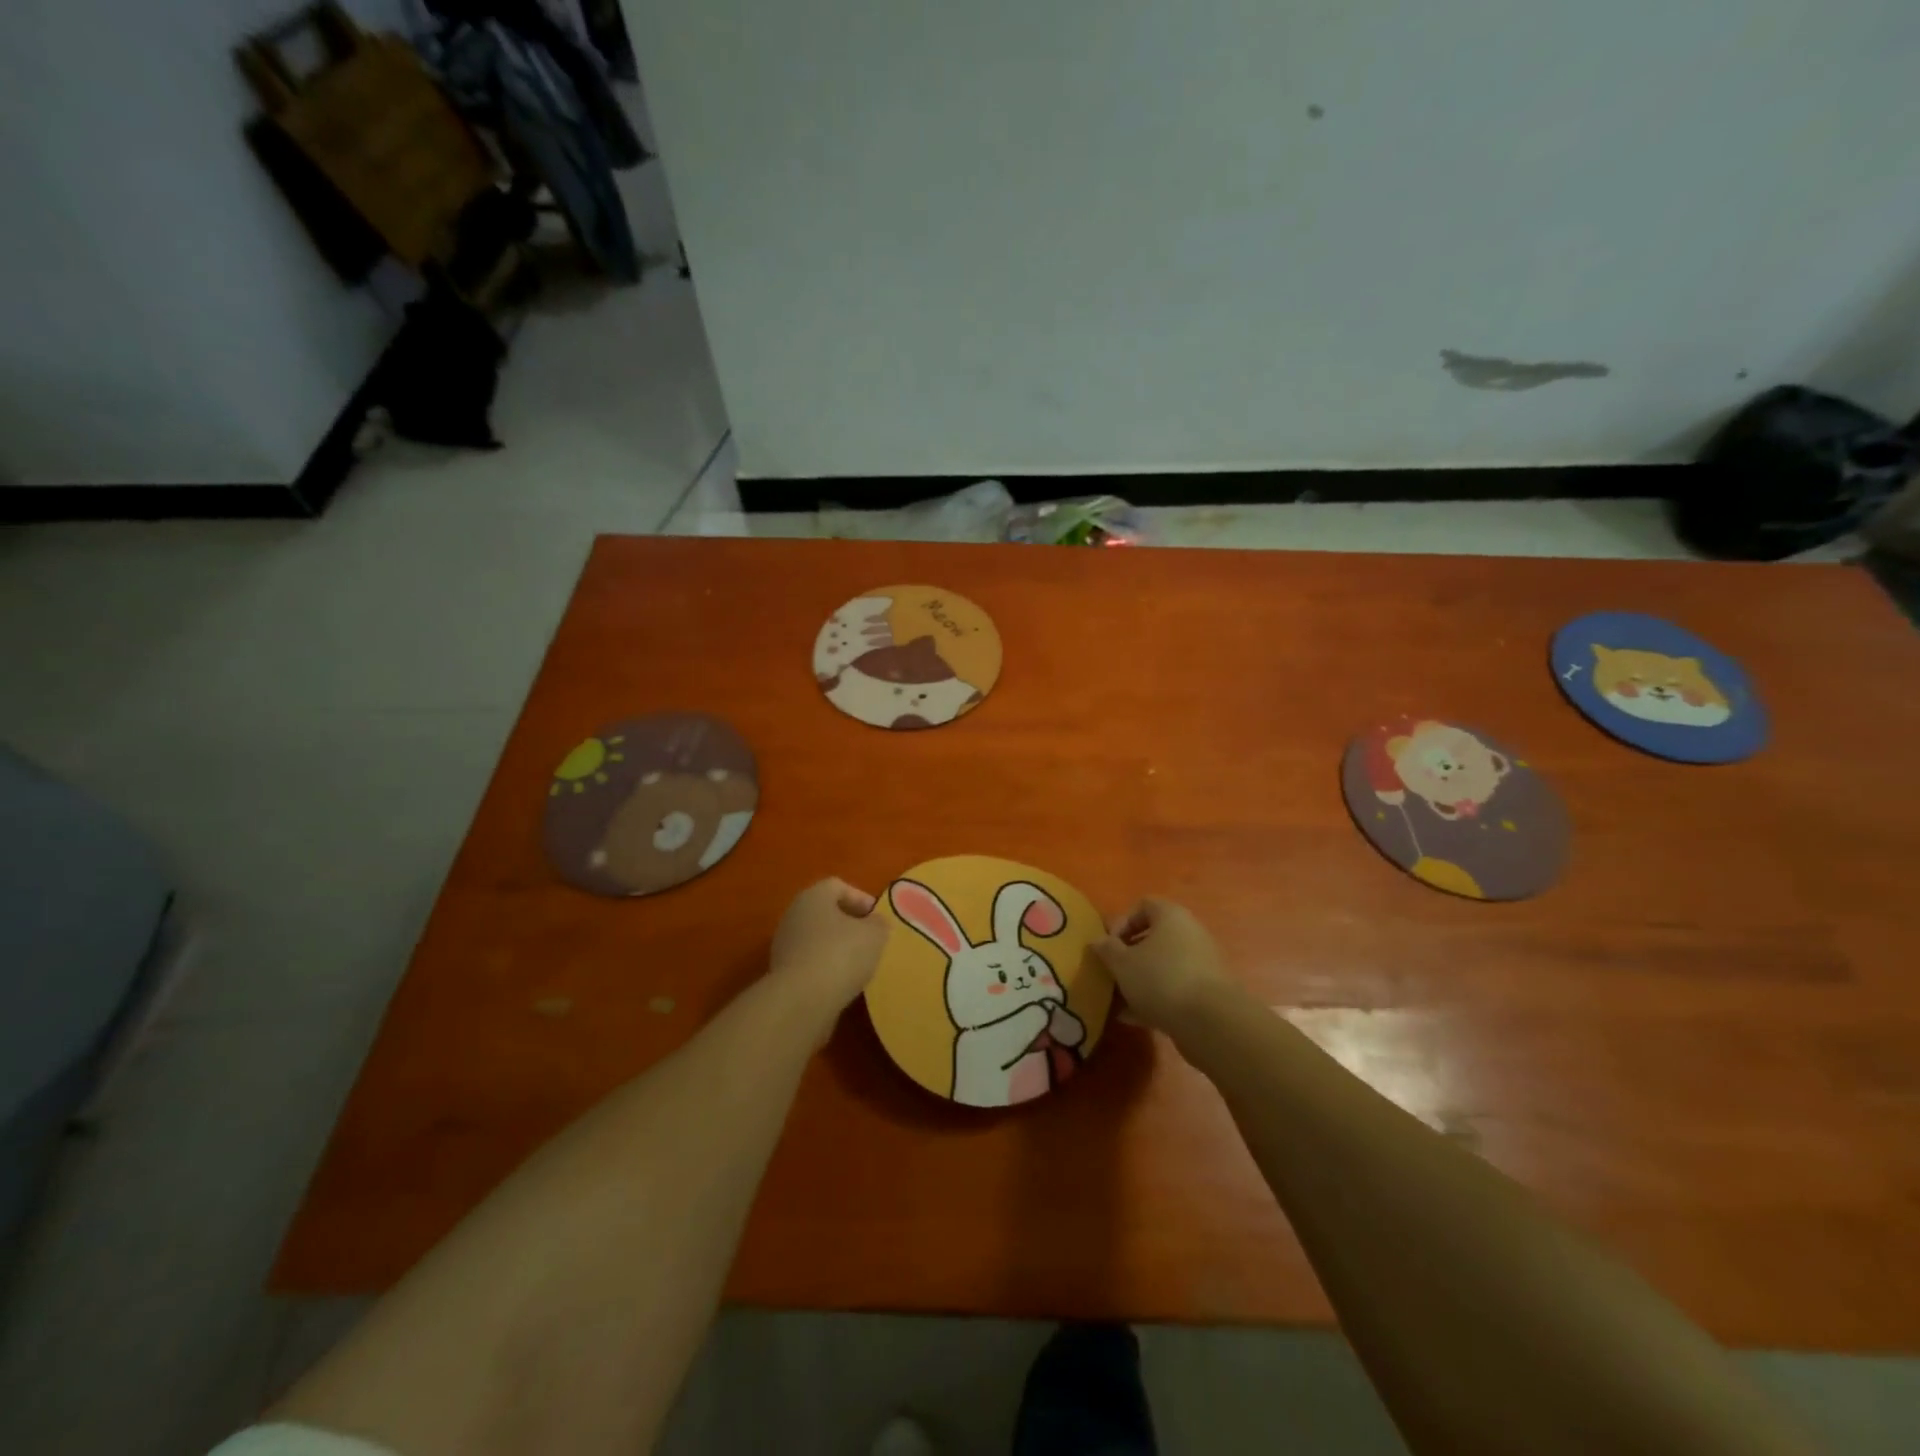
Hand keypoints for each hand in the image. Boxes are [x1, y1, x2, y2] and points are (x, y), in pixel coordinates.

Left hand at [769, 878, 888, 1020]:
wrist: (801, 1001)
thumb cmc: (841, 954)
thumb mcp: (875, 935)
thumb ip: (879, 923)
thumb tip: (875, 922)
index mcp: (813, 897)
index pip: (838, 886)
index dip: (861, 898)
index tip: (877, 919)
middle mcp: (794, 915)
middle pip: (825, 912)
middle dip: (849, 924)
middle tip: (870, 940)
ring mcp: (784, 945)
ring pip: (817, 938)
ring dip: (837, 948)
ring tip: (859, 965)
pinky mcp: (781, 973)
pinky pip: (809, 962)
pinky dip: (826, 969)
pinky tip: (841, 983)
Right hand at [1092, 898, 1233, 1035]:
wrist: (1211, 1022)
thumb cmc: (1161, 979)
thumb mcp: (1123, 963)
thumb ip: (1107, 949)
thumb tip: (1098, 941)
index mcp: (1171, 916)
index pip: (1143, 905)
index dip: (1122, 922)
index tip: (1109, 945)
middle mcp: (1190, 933)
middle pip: (1154, 937)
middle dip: (1129, 955)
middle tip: (1112, 972)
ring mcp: (1201, 963)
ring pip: (1162, 965)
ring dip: (1140, 979)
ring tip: (1118, 999)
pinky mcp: (1206, 992)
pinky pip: (1174, 988)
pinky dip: (1154, 998)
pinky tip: (1132, 1017)